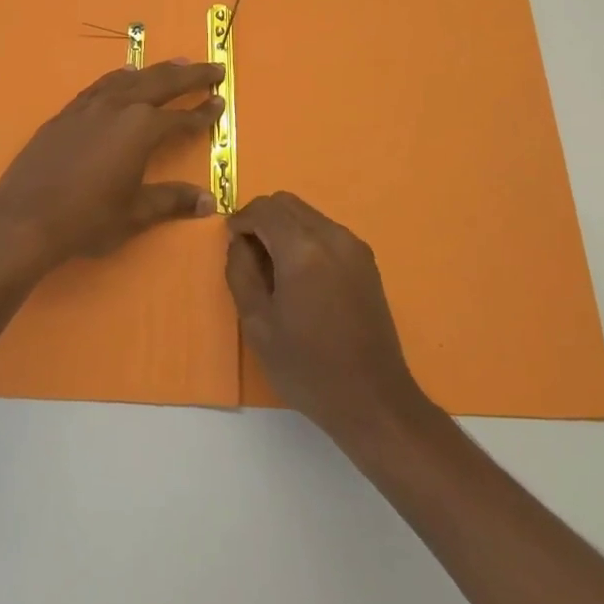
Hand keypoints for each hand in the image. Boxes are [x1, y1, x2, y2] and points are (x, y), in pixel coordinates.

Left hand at [0, 60, 225, 272]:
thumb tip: (209, 201)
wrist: (25, 218)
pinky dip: (119, 78)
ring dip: (156, 70)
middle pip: (161, 83)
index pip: (181, 118)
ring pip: (130, 79)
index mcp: (140, 129)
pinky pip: (100, 86)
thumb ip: (173, 200)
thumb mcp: (136, 213)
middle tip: (214, 68)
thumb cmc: (87, 219)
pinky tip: (124, 78)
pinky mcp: (66, 114)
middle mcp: (117, 108)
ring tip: (177, 64)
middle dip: (190, 75)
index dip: (203, 113)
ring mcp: (88, 107)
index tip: (221, 102)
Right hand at [225, 192, 429, 443]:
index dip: (241, 219)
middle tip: (248, 254)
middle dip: (262, 218)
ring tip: (274, 268)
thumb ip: (241, 273)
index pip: (264, 209)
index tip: (230, 242)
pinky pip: (326, 231)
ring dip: (284, 227)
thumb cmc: (308, 367)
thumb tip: (238, 243)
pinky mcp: (366, 261)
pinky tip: (301, 277)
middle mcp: (332, 236)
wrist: (373, 400)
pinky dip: (305, 238)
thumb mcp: (258, 324)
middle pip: (287, 203)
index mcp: (303, 250)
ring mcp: (354, 247)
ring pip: (308, 214)